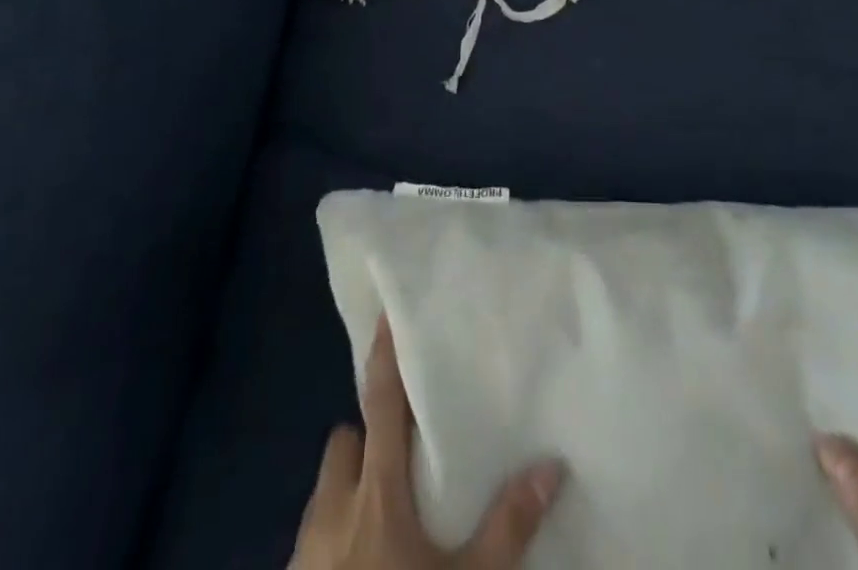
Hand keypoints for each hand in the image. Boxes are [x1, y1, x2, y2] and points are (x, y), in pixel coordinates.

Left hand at [290, 318, 565, 569]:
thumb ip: (506, 526)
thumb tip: (552, 464)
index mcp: (374, 491)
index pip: (379, 402)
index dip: (382, 355)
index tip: (386, 313)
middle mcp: (332, 507)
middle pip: (345, 443)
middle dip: (369, 438)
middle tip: (405, 452)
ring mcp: (305, 549)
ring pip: (326, 490)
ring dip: (350, 486)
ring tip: (386, 509)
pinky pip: (314, 536)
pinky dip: (336, 533)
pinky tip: (363, 559)